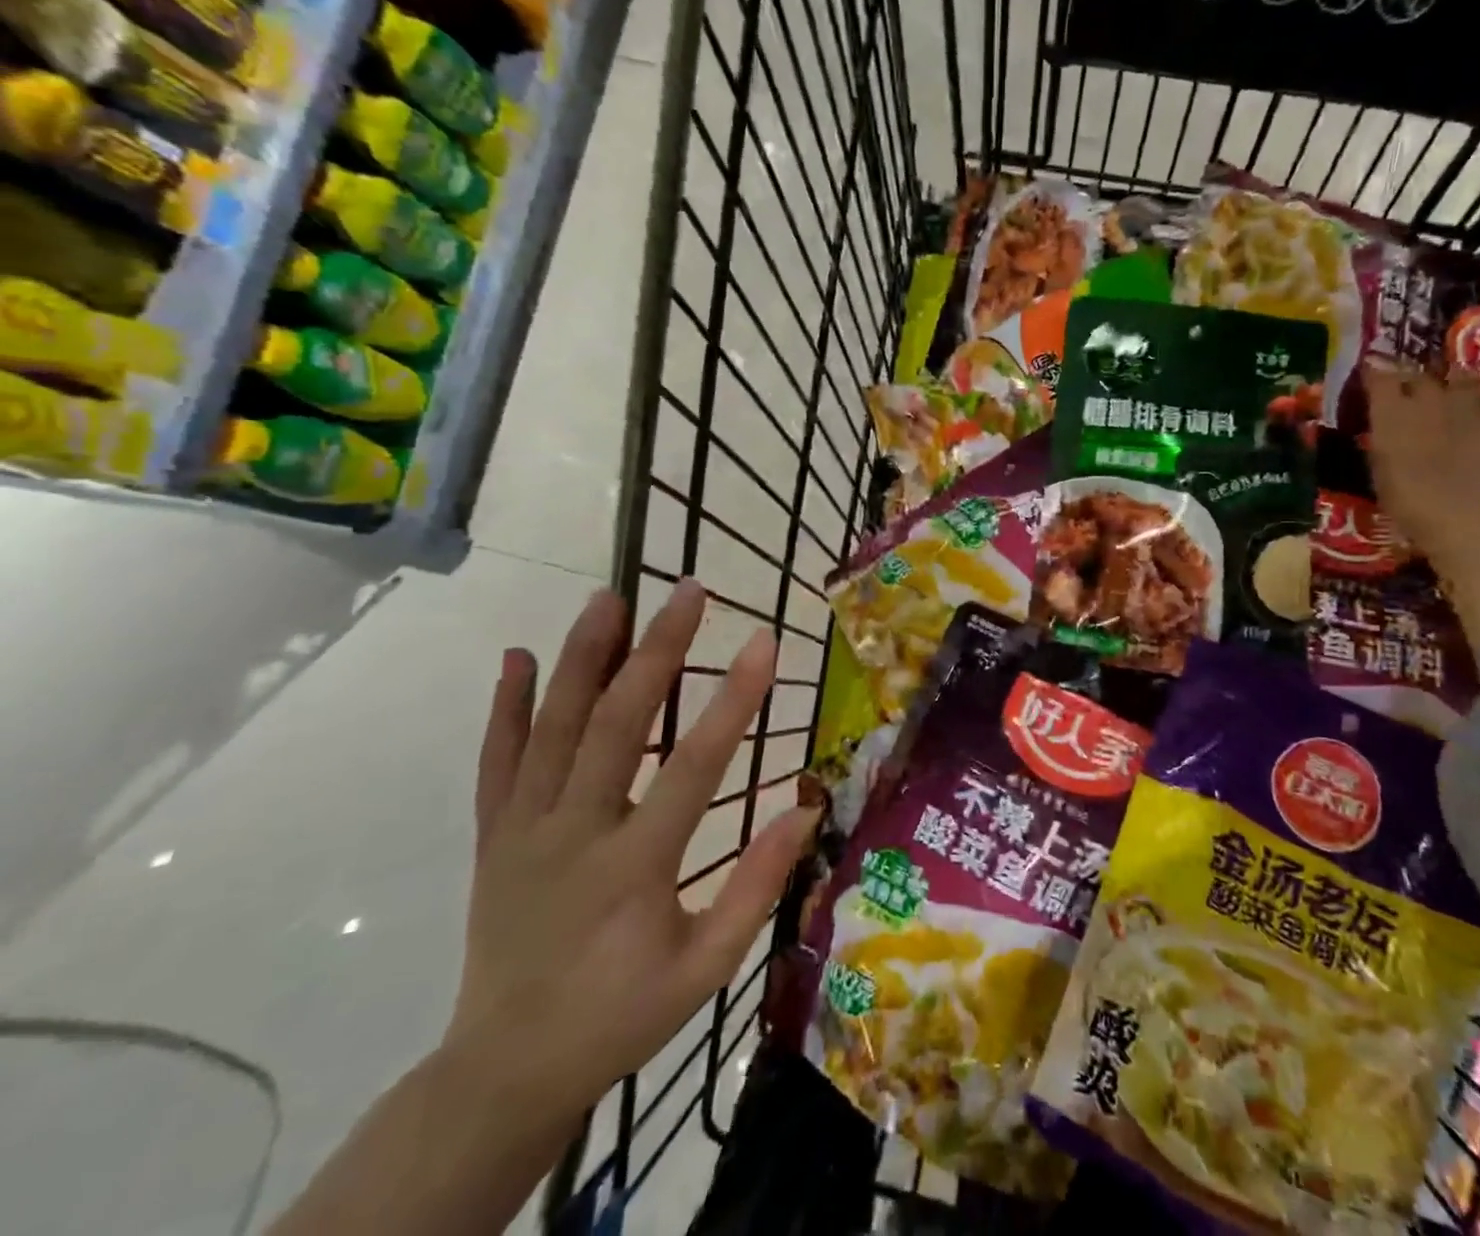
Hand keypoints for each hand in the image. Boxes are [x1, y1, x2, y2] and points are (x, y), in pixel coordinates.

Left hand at [442, 580, 819, 1118]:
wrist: (505, 1071)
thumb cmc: (621, 1016)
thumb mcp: (706, 969)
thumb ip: (756, 887)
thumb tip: (802, 808)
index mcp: (634, 868)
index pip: (694, 767)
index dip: (734, 700)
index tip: (765, 642)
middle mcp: (573, 833)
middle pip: (618, 725)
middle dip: (657, 651)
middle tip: (688, 591)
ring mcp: (524, 830)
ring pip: (553, 728)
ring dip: (581, 657)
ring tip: (608, 597)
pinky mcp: (492, 836)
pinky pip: (496, 761)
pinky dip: (506, 707)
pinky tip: (517, 657)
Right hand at [1363, 365, 1479, 571]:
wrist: (1477, 519)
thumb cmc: (1412, 505)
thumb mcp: (1380, 476)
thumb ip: (1381, 444)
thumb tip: (1380, 431)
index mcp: (1392, 412)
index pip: (1379, 377)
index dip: (1374, 374)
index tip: (1369, 376)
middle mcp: (1430, 399)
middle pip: (1418, 375)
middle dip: (1409, 380)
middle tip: (1404, 392)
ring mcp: (1470, 407)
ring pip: (1457, 381)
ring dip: (1448, 387)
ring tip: (1444, 399)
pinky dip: (1474, 414)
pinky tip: (1472, 432)